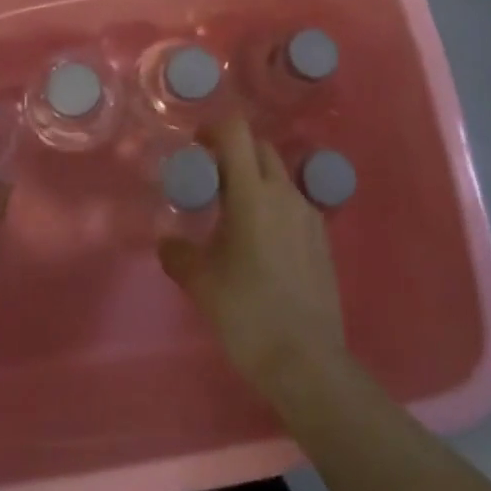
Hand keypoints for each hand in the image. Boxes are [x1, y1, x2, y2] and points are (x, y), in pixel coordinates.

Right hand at [158, 116, 346, 400]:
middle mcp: (284, 193)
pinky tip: (261, 241)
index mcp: (253, 194)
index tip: (197, 145)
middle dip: (234, 152)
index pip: (237, 133)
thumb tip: (167, 241)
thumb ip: (179, 254)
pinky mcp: (322, 237)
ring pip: (279, 175)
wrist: (308, 361)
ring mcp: (309, 214)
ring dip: (255, 178)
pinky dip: (274, 204)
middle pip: (260, 148)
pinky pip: (294, 203)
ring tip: (234, 213)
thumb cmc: (248, 315)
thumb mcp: (202, 283)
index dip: (214, 129)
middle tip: (211, 178)